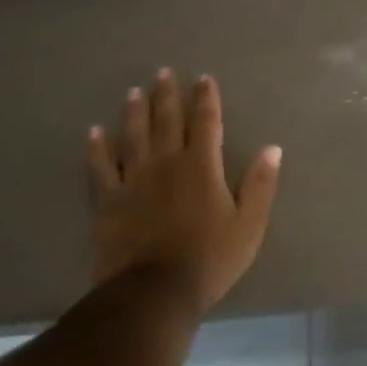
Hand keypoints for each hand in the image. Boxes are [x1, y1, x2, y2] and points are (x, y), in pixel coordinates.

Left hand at [87, 70, 282, 311]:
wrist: (153, 293)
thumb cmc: (209, 259)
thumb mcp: (249, 225)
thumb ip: (260, 184)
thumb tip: (272, 148)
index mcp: (201, 166)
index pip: (206, 123)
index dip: (206, 99)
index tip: (204, 78)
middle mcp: (166, 163)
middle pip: (166, 121)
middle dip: (167, 95)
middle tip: (163, 72)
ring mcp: (133, 180)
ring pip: (133, 136)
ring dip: (134, 112)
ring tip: (135, 91)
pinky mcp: (108, 201)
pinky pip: (100, 167)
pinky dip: (97, 148)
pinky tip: (94, 132)